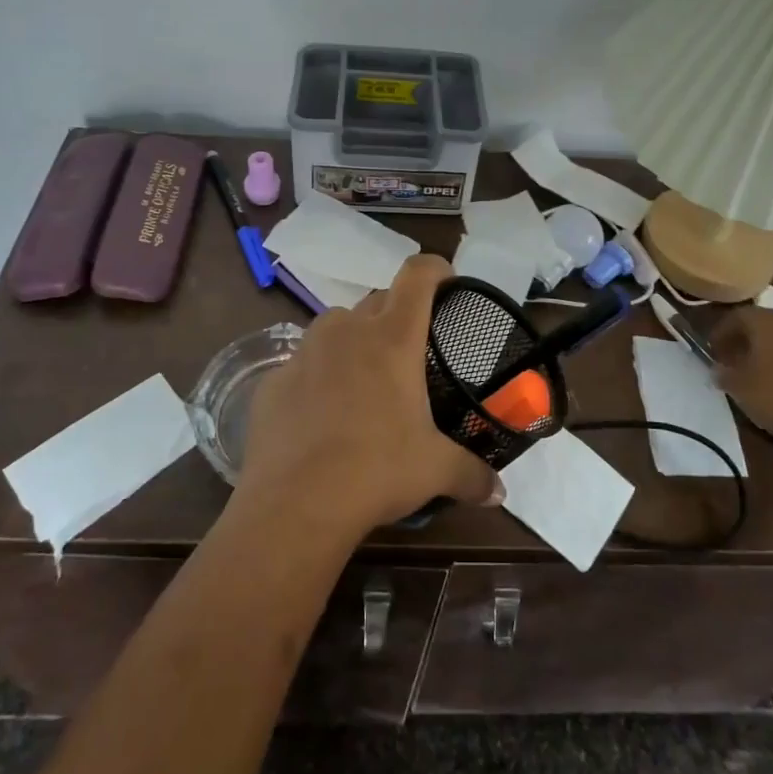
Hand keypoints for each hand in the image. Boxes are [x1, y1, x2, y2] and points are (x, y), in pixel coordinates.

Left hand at [239, 253, 502, 536]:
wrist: (294, 505)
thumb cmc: (376, 471)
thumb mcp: (434, 470)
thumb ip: (472, 474)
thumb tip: (499, 492)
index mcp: (393, 337)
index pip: (417, 275)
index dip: (435, 269)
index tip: (447, 282)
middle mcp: (347, 330)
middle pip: (378, 300)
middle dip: (397, 315)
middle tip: (411, 352)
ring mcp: (304, 351)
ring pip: (336, 325)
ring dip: (354, 339)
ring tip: (365, 378)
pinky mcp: (273, 378)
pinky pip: (303, 362)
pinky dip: (317, 375)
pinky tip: (321, 413)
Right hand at [711, 306, 772, 446]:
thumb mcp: (741, 391)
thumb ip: (725, 376)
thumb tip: (719, 369)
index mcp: (769, 322)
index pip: (738, 316)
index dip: (722, 332)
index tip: (714, 351)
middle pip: (769, 325)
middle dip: (752, 342)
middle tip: (740, 362)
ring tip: (772, 379)